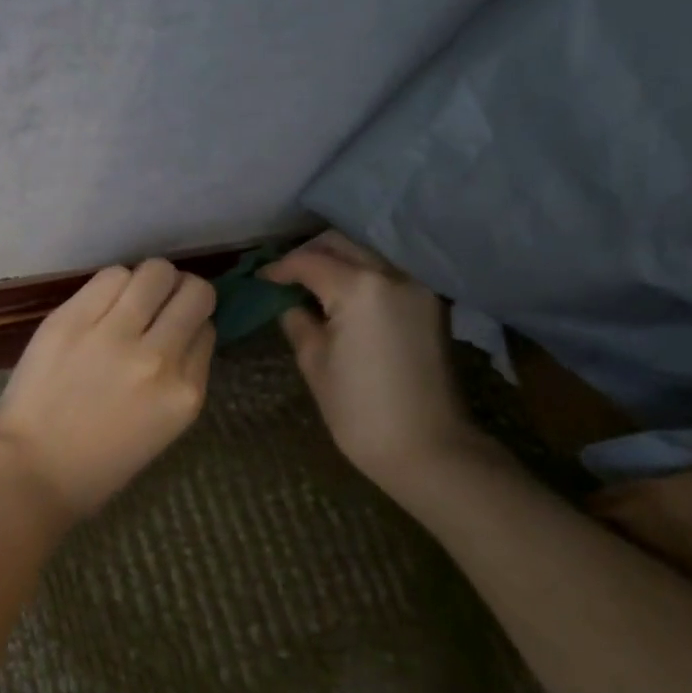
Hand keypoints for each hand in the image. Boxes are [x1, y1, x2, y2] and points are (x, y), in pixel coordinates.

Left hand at [0, 259, 215, 520]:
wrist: (31, 470)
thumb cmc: (97, 464)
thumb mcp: (162, 427)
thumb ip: (179, 378)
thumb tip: (182, 333)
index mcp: (185, 394)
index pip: (207, 330)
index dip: (192, 324)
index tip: (175, 329)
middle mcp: (158, 358)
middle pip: (194, 292)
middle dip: (182, 292)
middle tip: (160, 303)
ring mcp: (114, 335)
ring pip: (155, 272)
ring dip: (149, 281)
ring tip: (130, 298)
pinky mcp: (72, 319)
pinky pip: (110, 276)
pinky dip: (113, 283)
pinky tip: (102, 301)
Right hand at [262, 232, 483, 492]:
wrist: (428, 448)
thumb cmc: (359, 410)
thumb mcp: (314, 363)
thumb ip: (298, 321)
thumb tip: (289, 304)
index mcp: (359, 288)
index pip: (309, 262)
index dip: (280, 268)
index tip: (260, 279)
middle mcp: (392, 275)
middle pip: (342, 244)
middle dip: (309, 253)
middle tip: (284, 276)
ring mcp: (418, 287)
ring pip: (368, 253)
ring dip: (338, 259)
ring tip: (311, 283)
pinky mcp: (431, 304)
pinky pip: (388, 272)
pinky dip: (362, 274)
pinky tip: (343, 296)